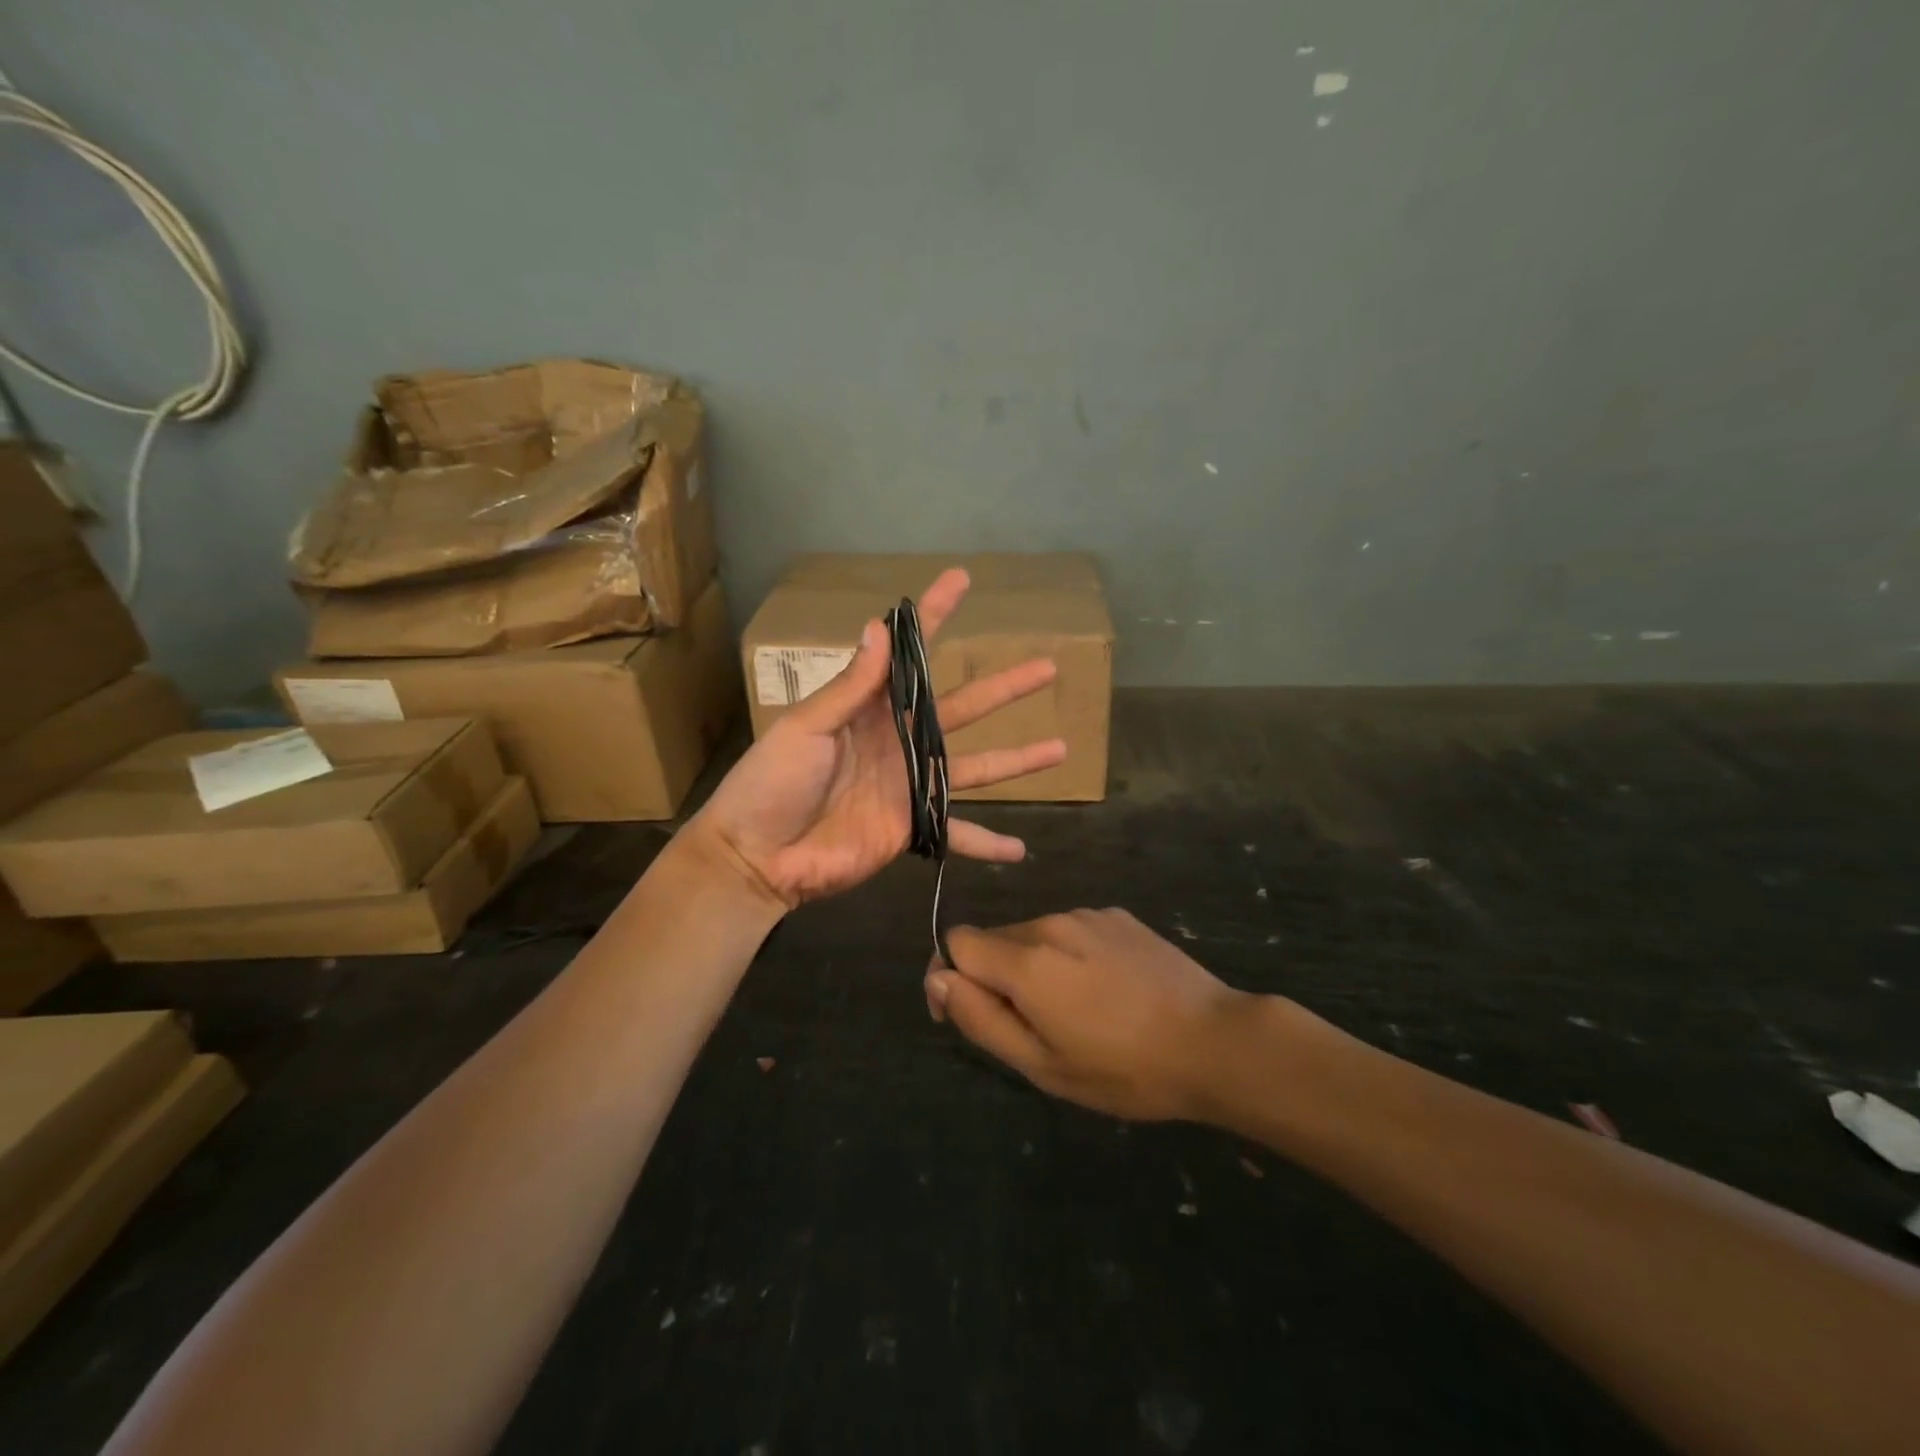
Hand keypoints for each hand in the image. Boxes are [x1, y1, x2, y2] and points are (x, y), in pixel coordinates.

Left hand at [693, 568, 1066, 907]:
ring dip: (1017, 760)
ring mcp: (910, 785)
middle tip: (1047, 668)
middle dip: (1004, 688)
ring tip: (1060, 747)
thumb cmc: (771, 783)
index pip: (910, 655)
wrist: (757, 856)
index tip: (962, 581)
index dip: (934, 617)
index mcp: (870, 709)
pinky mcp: (912, 828)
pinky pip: (957, 834)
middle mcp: (899, 741)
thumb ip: (850, 687)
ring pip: (975, 767)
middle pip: (963, 709)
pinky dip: (987, 843)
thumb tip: (880, 627)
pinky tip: (1021, 850)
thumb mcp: (806, 727)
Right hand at [924, 909, 1253, 1120]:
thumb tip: (937, 979)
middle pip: (995, 939)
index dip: (953, 977)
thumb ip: (980, 1018)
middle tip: (1039, 1027)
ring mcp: (1087, 915)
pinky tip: (1109, 990)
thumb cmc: (1123, 1068)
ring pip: (1034, 935)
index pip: (957, 941)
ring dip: (1036, 966)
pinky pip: (1072, 931)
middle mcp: (1050, 922)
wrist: (1214, 1041)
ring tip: (1080, 1012)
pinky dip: (1071, 956)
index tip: (976, 1015)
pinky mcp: (1117, 915)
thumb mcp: (1042, 1065)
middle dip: (997, 977)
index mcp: (1025, 960)